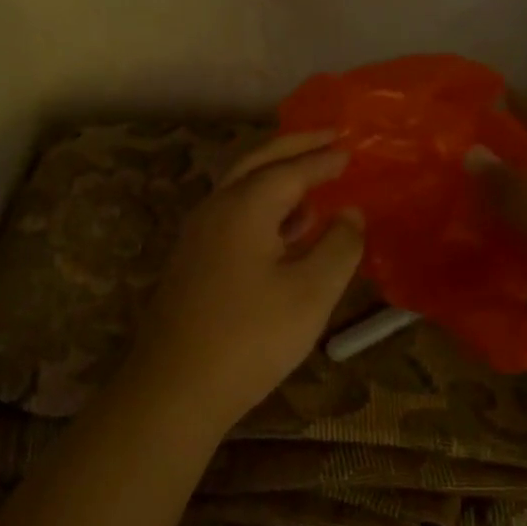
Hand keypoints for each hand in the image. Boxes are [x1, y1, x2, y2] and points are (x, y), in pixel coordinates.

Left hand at [125, 132, 364, 434]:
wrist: (175, 387)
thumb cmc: (250, 337)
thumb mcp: (311, 293)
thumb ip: (339, 246)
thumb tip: (351, 213)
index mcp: (244, 205)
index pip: (291, 169)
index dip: (323, 160)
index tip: (351, 151)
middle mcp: (217, 207)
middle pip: (258, 162)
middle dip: (295, 147)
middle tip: (329, 138)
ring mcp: (199, 232)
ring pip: (241, 186)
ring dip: (277, 175)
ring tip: (313, 181)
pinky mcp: (193, 258)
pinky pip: (234, 213)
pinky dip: (263, 205)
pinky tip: (286, 229)